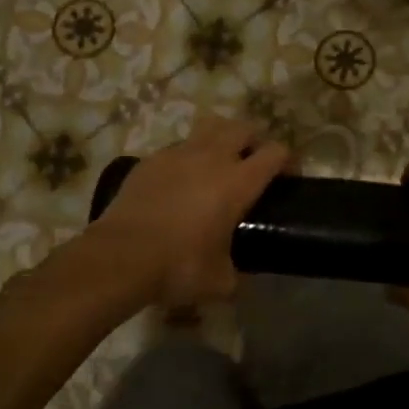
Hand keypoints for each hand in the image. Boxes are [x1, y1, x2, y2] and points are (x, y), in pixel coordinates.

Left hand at [88, 117, 288, 306]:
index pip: (275, 152)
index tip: (288, 177)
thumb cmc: (178, 266)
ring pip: (210, 127)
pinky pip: (178, 147)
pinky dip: (187, 157)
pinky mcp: (151, 160)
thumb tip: (235, 274)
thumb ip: (236, 271)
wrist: (120, 257)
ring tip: (218, 162)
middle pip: (244, 128)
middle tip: (253, 164)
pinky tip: (180, 181)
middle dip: (255, 141)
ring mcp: (178, 154)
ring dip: (221, 138)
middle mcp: (212, 158)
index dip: (288, 160)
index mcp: (238, 182)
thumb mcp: (220, 281)